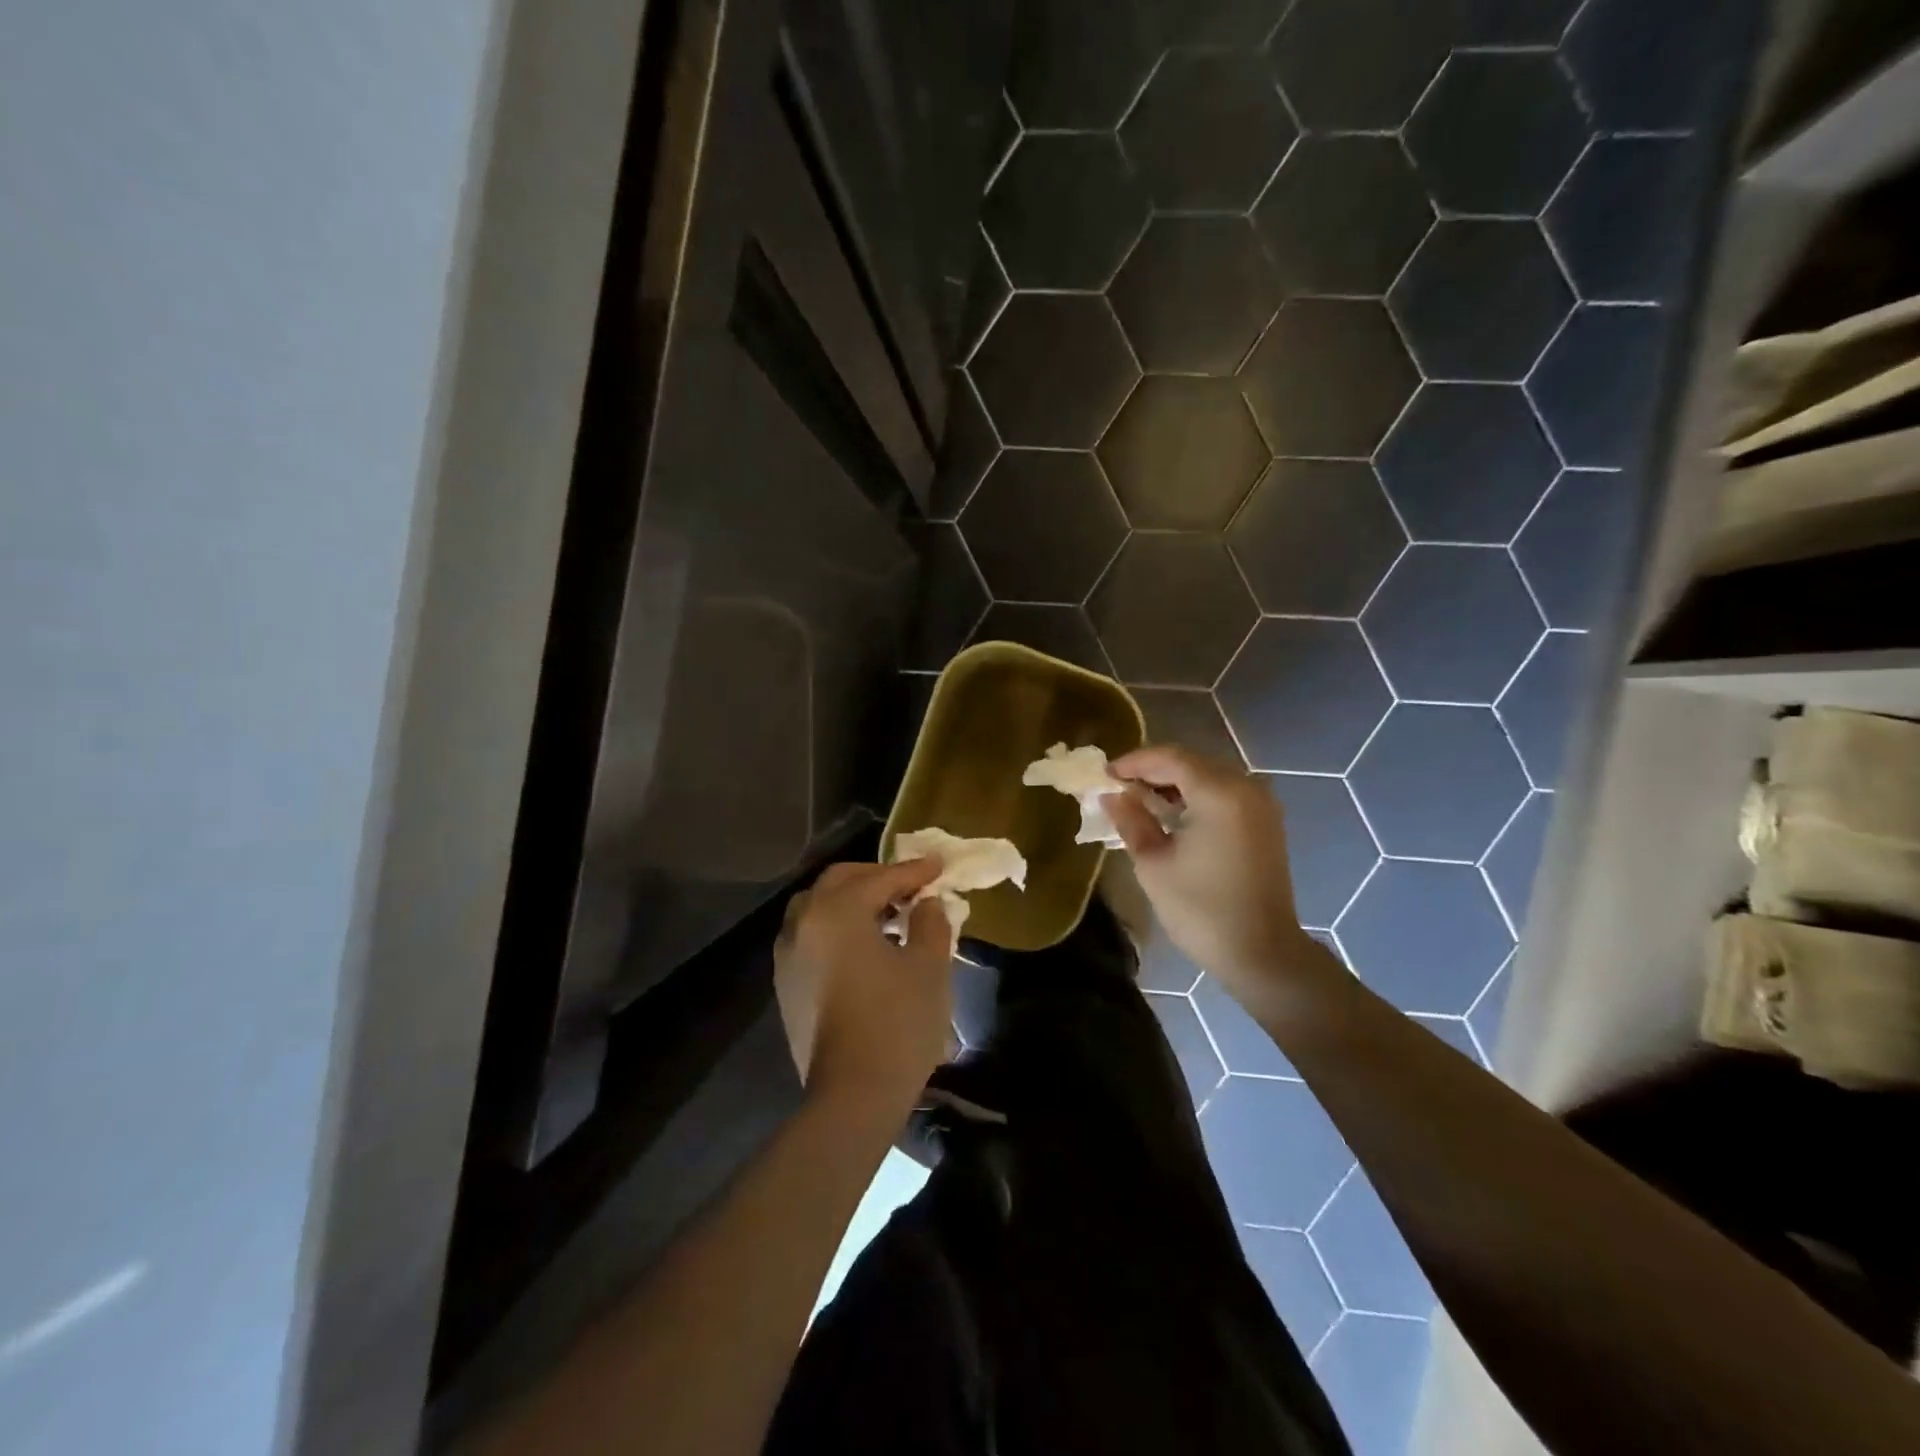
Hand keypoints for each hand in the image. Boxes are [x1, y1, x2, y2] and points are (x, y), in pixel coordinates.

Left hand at [773, 860, 952, 1117]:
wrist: (853, 1096)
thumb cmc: (897, 1023)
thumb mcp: (928, 966)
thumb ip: (930, 922)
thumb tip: (927, 903)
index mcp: (836, 912)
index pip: (880, 878)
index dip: (913, 871)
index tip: (939, 865)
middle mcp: (803, 923)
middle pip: (839, 881)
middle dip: (877, 877)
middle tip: (911, 884)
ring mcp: (788, 955)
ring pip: (818, 906)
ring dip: (852, 900)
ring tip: (888, 912)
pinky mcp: (786, 984)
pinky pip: (810, 934)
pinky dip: (836, 925)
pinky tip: (864, 944)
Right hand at [1104, 745, 1316, 995]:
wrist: (1261, 953)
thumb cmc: (1200, 909)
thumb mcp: (1153, 863)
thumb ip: (1131, 820)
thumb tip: (1112, 795)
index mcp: (1218, 793)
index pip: (1169, 758)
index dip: (1133, 762)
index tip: (1104, 775)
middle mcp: (1245, 787)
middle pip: (1190, 763)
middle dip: (1152, 771)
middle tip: (1117, 787)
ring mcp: (1260, 804)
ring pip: (1208, 777)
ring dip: (1172, 784)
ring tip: (1137, 800)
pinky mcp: (1265, 822)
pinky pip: (1224, 794)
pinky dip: (1195, 796)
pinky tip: (1170, 814)